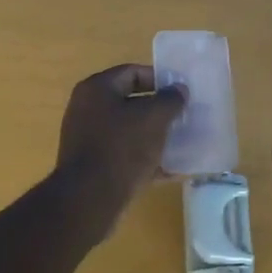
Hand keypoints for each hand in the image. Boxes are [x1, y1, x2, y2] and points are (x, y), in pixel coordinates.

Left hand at [55, 64, 186, 225]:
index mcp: (97, 89)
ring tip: (181, 143)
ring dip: (154, 135)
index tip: (182, 93)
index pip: (132, 72)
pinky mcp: (93, 165)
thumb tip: (179, 90)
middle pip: (131, 102)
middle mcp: (87, 109)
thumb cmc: (122, 148)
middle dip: (159, 110)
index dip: (160, 79)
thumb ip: (170, 100)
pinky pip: (124, 154)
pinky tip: (170, 170)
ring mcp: (88, 138)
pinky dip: (145, 159)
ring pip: (129, 130)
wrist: (89, 200)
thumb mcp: (153, 118)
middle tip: (184, 117)